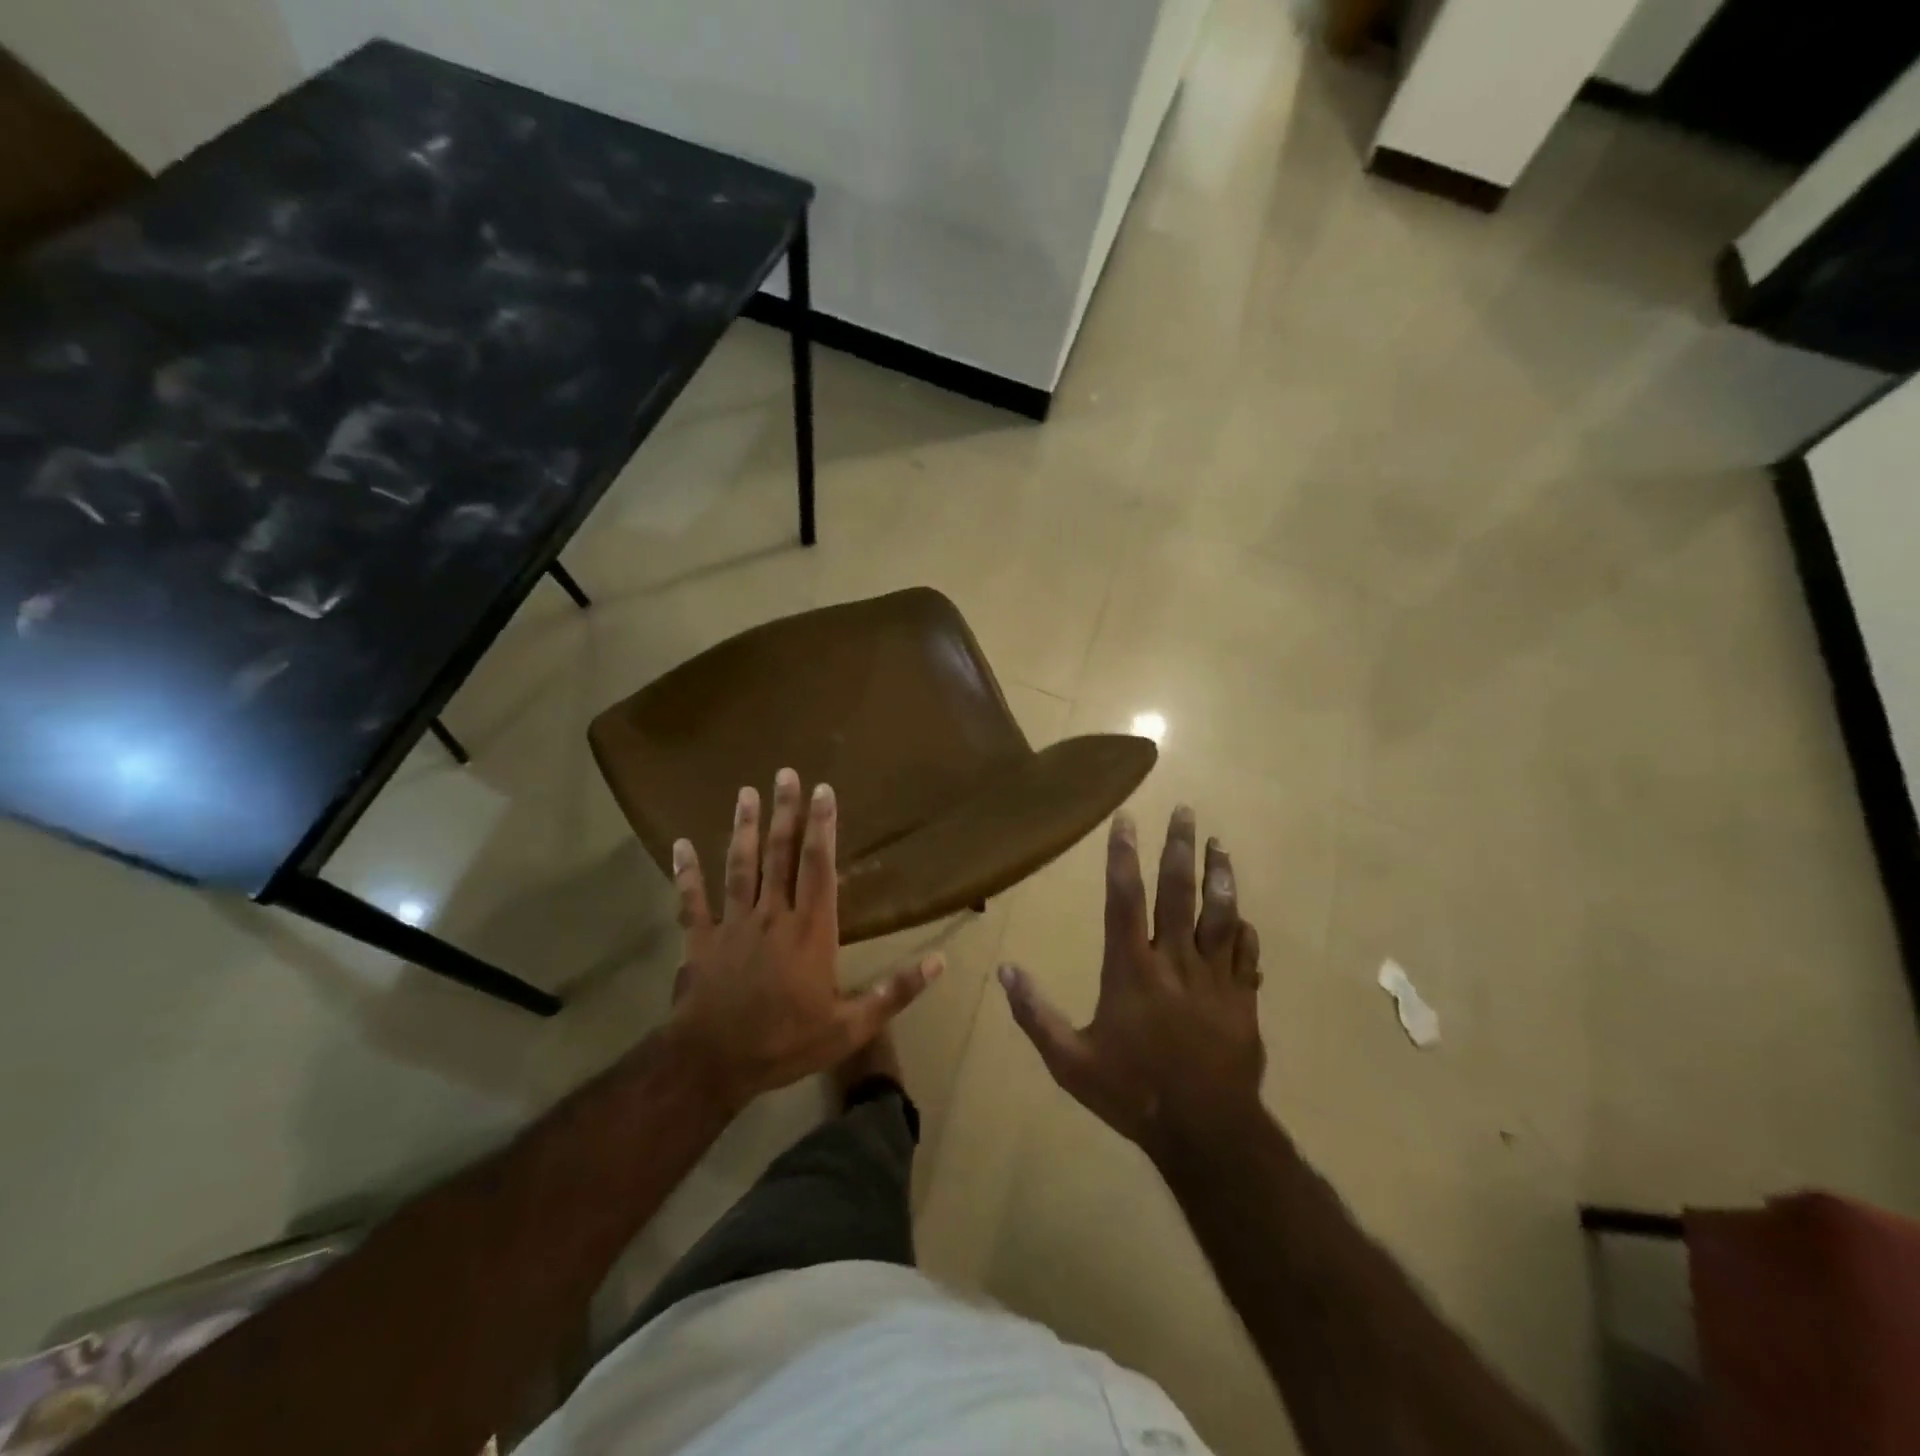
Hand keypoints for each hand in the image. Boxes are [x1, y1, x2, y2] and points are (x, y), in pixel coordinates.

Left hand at [668, 768, 941, 1111]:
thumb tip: (940, 962)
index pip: (819, 867)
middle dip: (785, 812)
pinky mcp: (701, 940)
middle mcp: (772, 915)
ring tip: (746, 793)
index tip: (824, 791)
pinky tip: (679, 844)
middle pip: (779, 855)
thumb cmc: (785, 1043)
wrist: (713, 1065)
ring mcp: (733, 924)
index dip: (823, 827)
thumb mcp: (850, 1027)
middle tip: (785, 774)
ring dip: (742, 828)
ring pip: (739, 867)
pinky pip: (692, 900)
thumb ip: (894, 992)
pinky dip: (685, 872)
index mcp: (810, 930)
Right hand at [999, 805, 1264, 1165]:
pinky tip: (1242, 914)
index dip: (1123, 855)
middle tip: (1186, 810)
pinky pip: (1246, 953)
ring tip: (1219, 844)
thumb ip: (1035, 1014)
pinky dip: (1244, 929)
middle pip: (1178, 892)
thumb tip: (1004, 969)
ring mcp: (1214, 978)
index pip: (1125, 897)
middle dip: (1179, 847)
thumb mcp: (1069, 1061)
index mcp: (1131, 968)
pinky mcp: (1243, 999)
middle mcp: (1174, 960)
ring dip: (1219, 875)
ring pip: (1220, 914)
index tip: (1127, 819)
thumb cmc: (1132, 1092)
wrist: (1206, 1132)